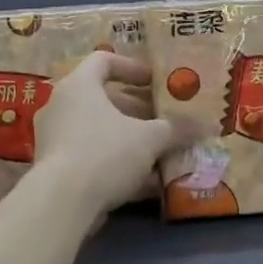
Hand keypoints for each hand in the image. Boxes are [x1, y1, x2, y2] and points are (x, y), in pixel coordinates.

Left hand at [33, 52, 174, 221]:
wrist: (61, 203)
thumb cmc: (105, 153)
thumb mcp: (149, 139)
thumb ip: (177, 129)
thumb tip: (208, 125)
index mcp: (79, 85)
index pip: (104, 60)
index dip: (132, 67)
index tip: (156, 82)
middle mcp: (61, 106)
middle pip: (103, 98)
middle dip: (137, 109)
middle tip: (164, 120)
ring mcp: (55, 138)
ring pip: (98, 130)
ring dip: (128, 138)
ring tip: (159, 151)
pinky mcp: (55, 168)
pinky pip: (91, 156)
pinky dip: (115, 162)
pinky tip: (144, 181)